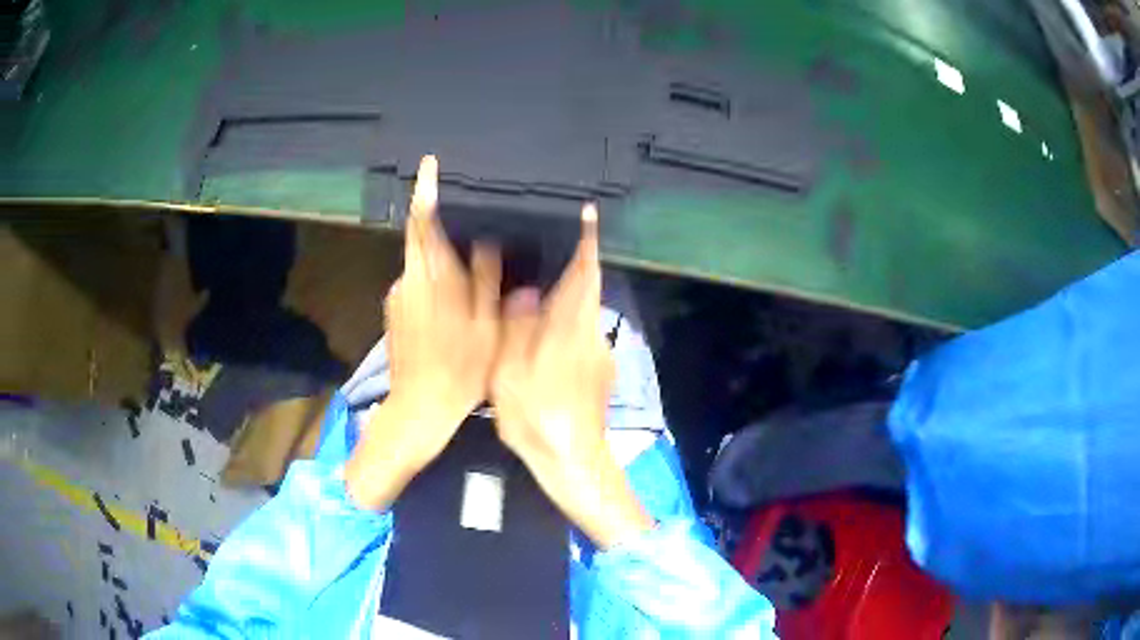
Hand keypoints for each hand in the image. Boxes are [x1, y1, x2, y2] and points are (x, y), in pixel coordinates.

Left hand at [346, 155, 501, 509]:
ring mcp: (398, 297)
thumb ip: (485, 277)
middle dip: (438, 222)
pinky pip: (417, 284)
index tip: (429, 164)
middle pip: (420, 238)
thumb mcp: (487, 323)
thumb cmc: (461, 365)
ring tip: (469, 271)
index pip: (423, 221)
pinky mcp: (394, 313)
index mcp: (431, 276)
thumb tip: (484, 240)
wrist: (420, 406)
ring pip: (421, 264)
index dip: (426, 190)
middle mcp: (408, 279)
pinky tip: (453, 304)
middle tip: (467, 219)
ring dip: (441, 259)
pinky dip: (434, 282)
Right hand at [491, 204, 652, 547]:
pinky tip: (540, 325)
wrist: (572, 460)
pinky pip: (580, 329)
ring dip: (567, 291)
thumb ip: (518, 328)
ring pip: (583, 309)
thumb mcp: (513, 373)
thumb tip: (524, 291)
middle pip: (587, 287)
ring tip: (536, 279)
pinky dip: (564, 317)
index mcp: (572, 327)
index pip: (586, 272)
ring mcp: (598, 353)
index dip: (587, 240)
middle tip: (545, 242)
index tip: (589, 212)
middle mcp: (592, 333)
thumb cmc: (538, 417)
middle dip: (574, 262)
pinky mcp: (597, 370)